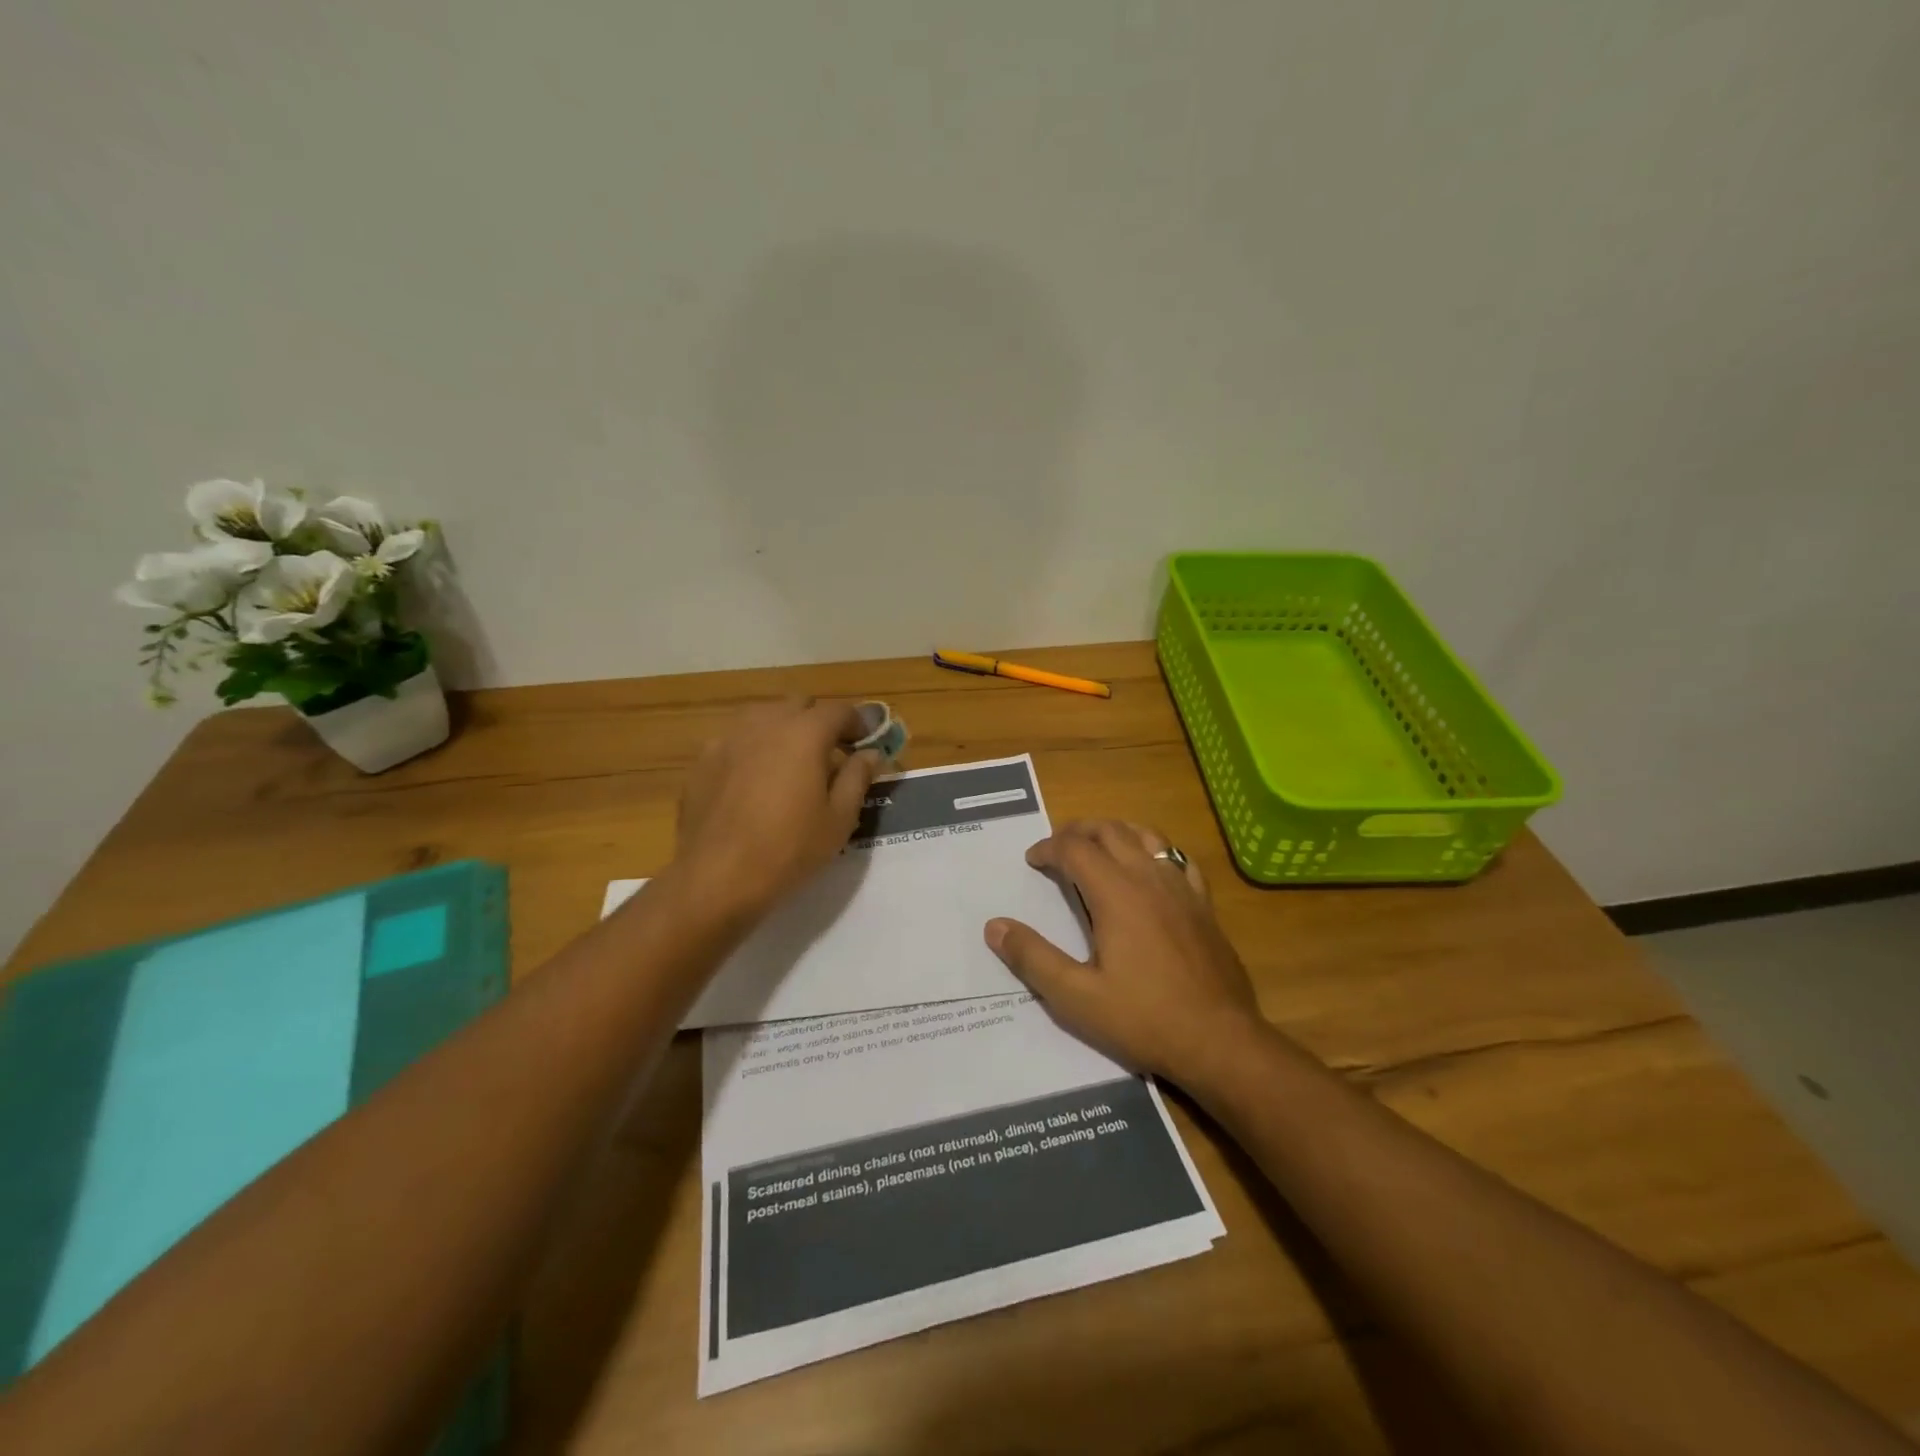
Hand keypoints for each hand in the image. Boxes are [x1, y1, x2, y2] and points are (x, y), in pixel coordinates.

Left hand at [673, 698, 883, 920]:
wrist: (716, 876)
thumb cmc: (789, 849)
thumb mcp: (839, 819)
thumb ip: (857, 777)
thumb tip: (869, 754)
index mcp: (804, 733)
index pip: (839, 711)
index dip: (858, 724)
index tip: (866, 744)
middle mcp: (765, 723)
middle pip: (799, 706)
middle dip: (819, 722)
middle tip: (830, 755)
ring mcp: (728, 738)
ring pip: (764, 718)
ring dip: (784, 731)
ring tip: (790, 765)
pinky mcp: (703, 760)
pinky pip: (736, 741)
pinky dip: (753, 750)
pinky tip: (753, 783)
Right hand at [984, 820, 1261, 1083]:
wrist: (1220, 1041)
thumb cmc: (1144, 1019)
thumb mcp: (1076, 997)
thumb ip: (1033, 958)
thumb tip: (995, 926)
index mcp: (1116, 893)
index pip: (1075, 849)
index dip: (1048, 848)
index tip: (1032, 861)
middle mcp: (1149, 878)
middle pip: (1110, 831)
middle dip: (1078, 831)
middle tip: (1058, 847)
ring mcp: (1182, 889)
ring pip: (1147, 836)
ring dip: (1116, 831)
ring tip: (1098, 845)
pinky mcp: (1204, 905)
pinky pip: (1179, 859)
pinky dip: (1155, 850)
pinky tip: (1151, 867)